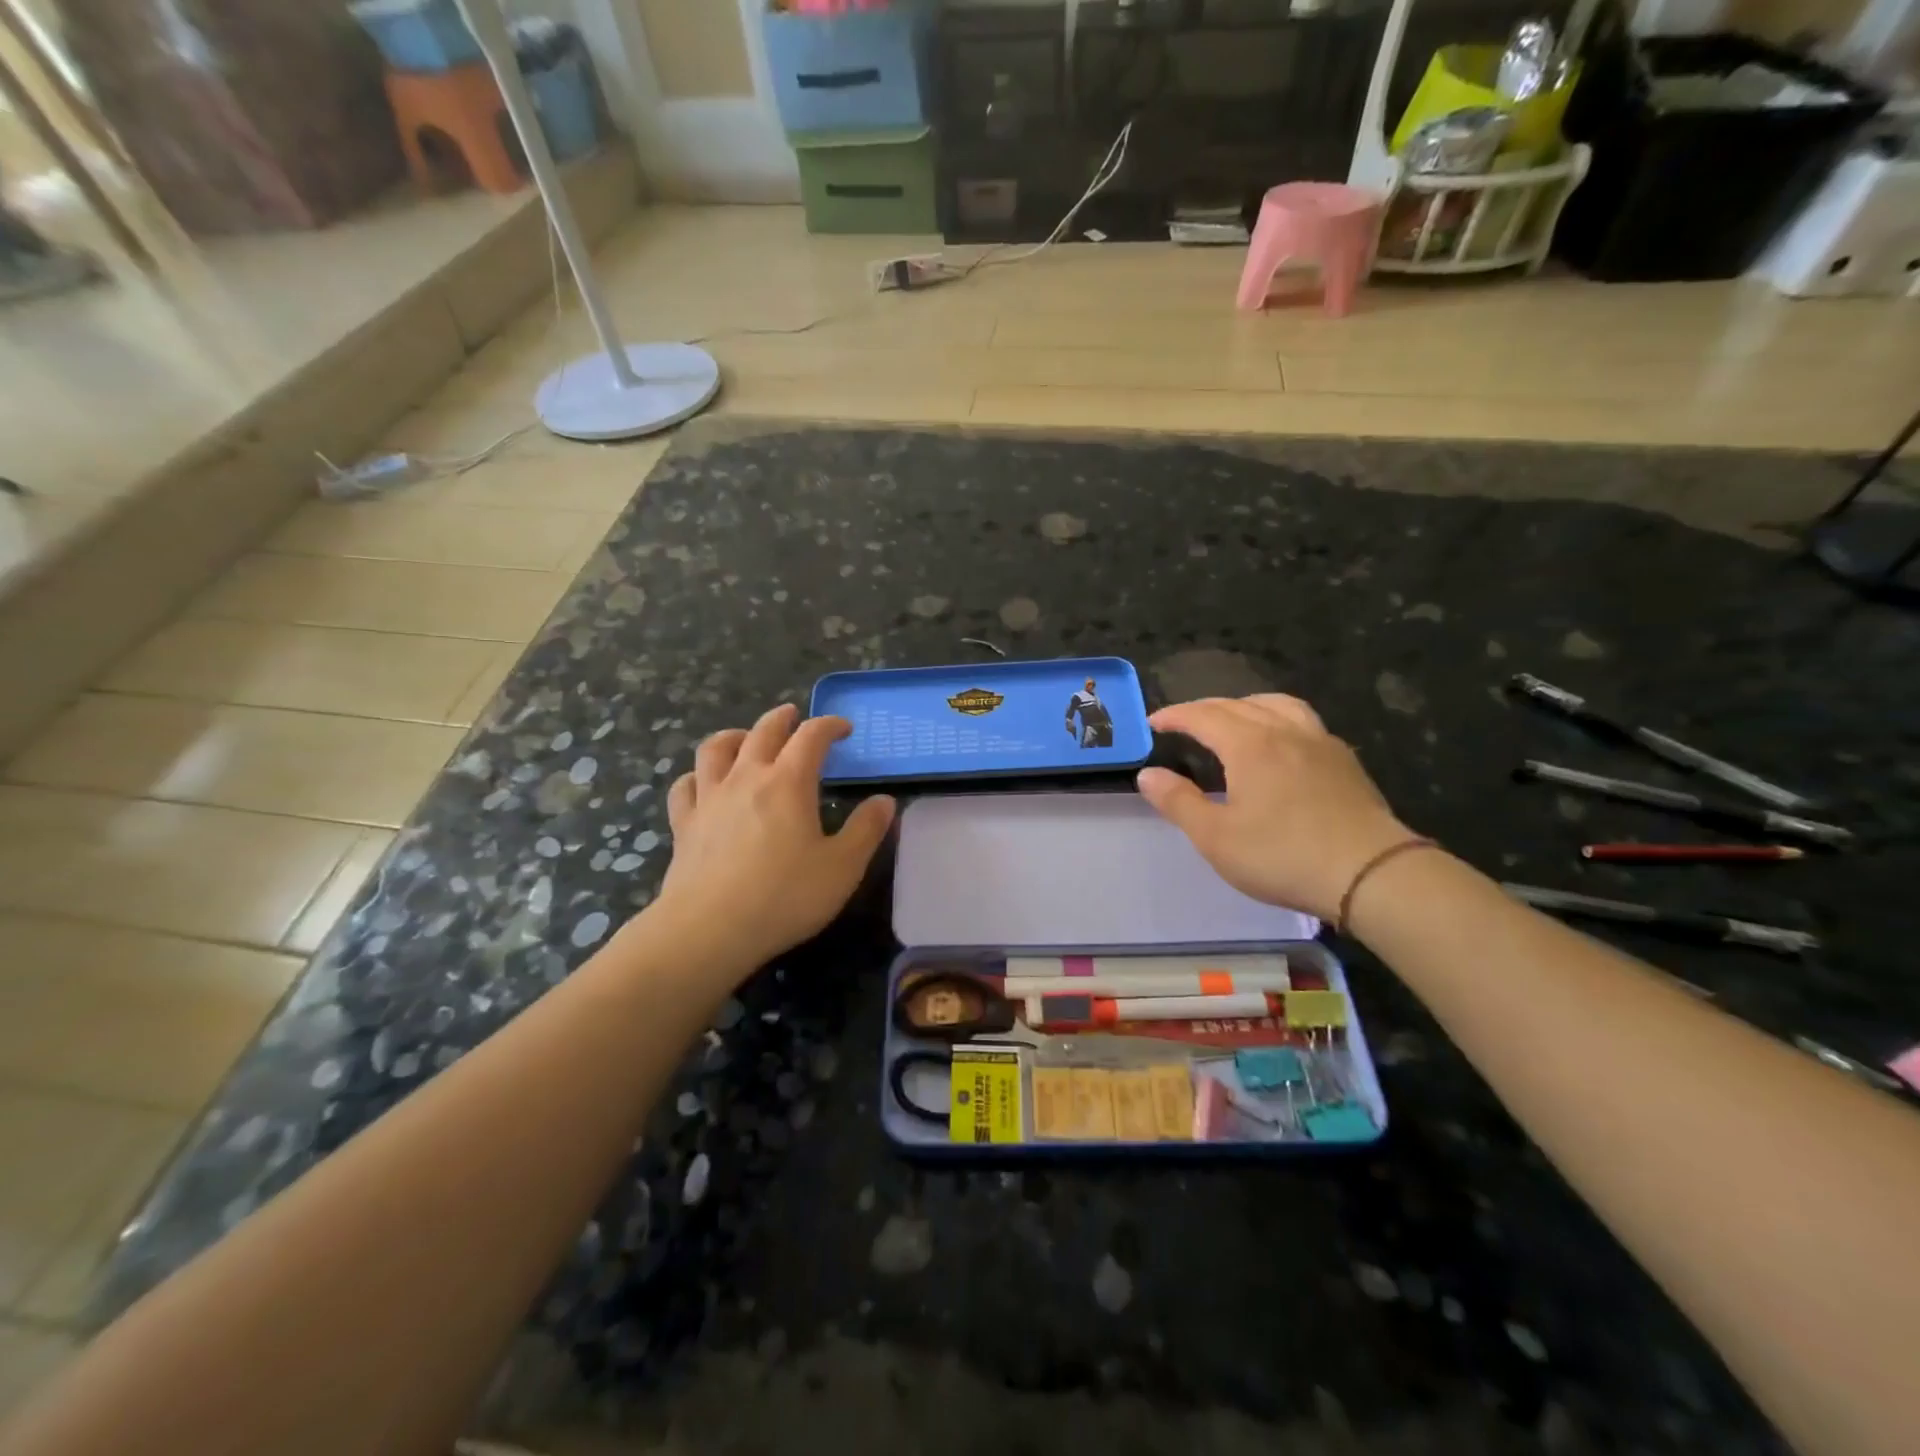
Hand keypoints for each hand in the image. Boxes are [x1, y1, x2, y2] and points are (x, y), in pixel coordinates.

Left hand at [652, 704, 894, 969]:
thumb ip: (866, 830)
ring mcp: (709, 799)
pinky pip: (685, 786)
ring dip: (735, 735)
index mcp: (789, 782)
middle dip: (782, 719)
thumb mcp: (843, 867)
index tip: (844, 729)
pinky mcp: (684, 824)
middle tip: (794, 716)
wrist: (710, 930)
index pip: (811, 736)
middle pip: (763, 731)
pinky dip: (697, 776)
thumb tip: (884, 801)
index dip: (829, 725)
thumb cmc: (785, 897)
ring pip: (716, 749)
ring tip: (745, 738)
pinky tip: (702, 783)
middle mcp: (746, 778)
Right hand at [1135, 695, 1413, 923]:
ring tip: (1233, 718)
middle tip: (1183, 722)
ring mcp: (1320, 742)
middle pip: (1238, 704)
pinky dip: (1278, 718)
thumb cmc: (1283, 856)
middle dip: (1204, 708)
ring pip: (1277, 704)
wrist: (1371, 874)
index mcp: (1249, 744)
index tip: (1153, 723)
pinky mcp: (1344, 761)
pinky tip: (1280, 743)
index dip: (1174, 715)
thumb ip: (1178, 802)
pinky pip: (1303, 721)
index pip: (1203, 715)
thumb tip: (1148, 774)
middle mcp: (1284, 731)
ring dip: (1245, 704)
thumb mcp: (1216, 837)